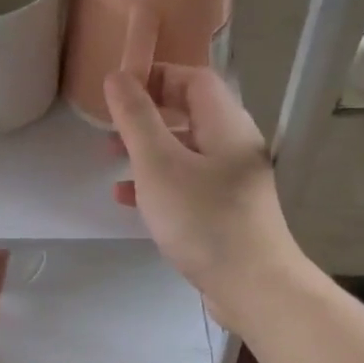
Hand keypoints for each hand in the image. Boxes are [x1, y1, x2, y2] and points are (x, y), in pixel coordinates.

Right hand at [105, 67, 305, 333]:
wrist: (253, 286)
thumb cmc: (203, 218)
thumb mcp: (158, 164)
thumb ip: (136, 118)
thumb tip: (117, 76)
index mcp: (225, 123)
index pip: (193, 78)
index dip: (155, 76)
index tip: (118, 90)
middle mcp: (234, 145)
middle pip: (189, 113)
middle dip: (146, 115)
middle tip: (110, 125)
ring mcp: (232, 180)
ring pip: (185, 150)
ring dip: (147, 150)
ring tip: (110, 158)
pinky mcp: (226, 211)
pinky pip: (188, 183)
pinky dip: (158, 182)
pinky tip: (128, 199)